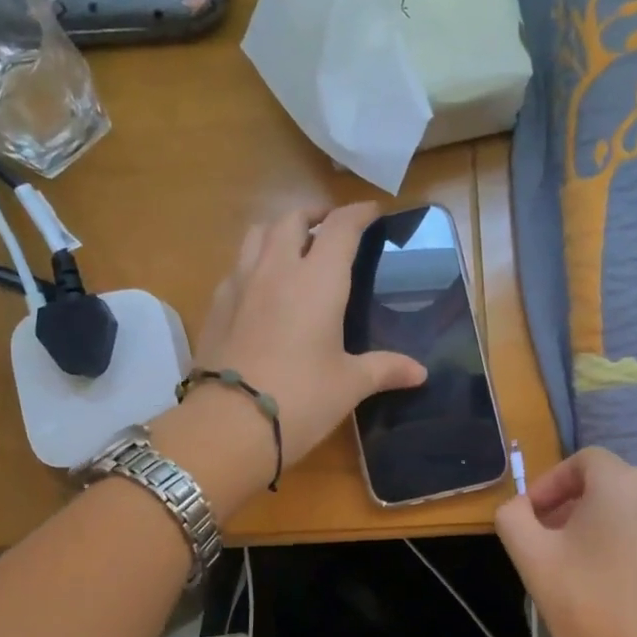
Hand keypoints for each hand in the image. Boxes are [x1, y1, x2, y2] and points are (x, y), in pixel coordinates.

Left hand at [192, 203, 426, 468]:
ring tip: (294, 246)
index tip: (371, 211)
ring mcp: (240, 284)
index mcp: (318, 280)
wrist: (229, 424)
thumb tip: (420, 373)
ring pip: (257, 234)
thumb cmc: (301, 399)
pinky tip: (262, 286)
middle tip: (331, 228)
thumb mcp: (350, 385)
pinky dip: (254, 261)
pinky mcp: (216, 305)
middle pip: (292, 219)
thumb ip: (385, 369)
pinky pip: (237, 265)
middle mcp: (277, 269)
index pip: (340, 227)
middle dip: (315, 215)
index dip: (358, 213)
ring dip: (280, 230)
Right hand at [495, 447, 636, 636]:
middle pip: (610, 484)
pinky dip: (634, 544)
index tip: (533, 518)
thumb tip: (520, 507)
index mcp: (624, 483)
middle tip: (550, 542)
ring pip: (636, 510)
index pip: (583, 462)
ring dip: (605, 524)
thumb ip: (514, 515)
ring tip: (583, 564)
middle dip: (575, 505)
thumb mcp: (530, 556)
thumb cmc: (585, 606)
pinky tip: (617, 583)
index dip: (552, 484)